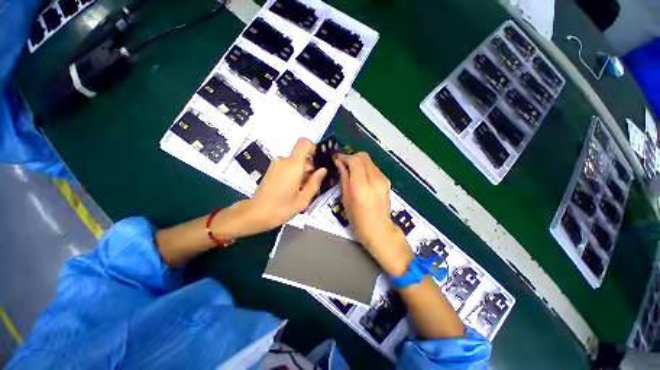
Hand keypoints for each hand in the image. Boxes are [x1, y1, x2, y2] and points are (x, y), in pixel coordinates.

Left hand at [221, 138, 326, 238]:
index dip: (313, 148)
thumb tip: (323, 170)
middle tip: (313, 185)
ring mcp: (276, 165)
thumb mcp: (304, 199)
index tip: (318, 161)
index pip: (303, 143)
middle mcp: (284, 160)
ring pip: (295, 162)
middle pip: (301, 156)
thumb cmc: (282, 208)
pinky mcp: (272, 170)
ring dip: (302, 172)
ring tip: (303, 190)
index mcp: (293, 165)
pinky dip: (294, 174)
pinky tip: (294, 189)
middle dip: (310, 167)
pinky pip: (288, 167)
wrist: (256, 214)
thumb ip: (315, 182)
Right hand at [334, 153, 413, 275]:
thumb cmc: (358, 219)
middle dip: (352, 157)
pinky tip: (361, 178)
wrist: (379, 230)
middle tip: (343, 165)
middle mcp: (375, 179)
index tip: (337, 159)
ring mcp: (383, 179)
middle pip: (364, 156)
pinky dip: (365, 168)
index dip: (345, 157)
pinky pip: (374, 168)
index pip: (355, 160)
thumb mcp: (346, 199)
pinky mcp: (387, 181)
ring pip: (369, 161)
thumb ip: (344, 178)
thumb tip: (339, 163)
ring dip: (359, 162)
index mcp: (362, 186)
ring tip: (351, 172)